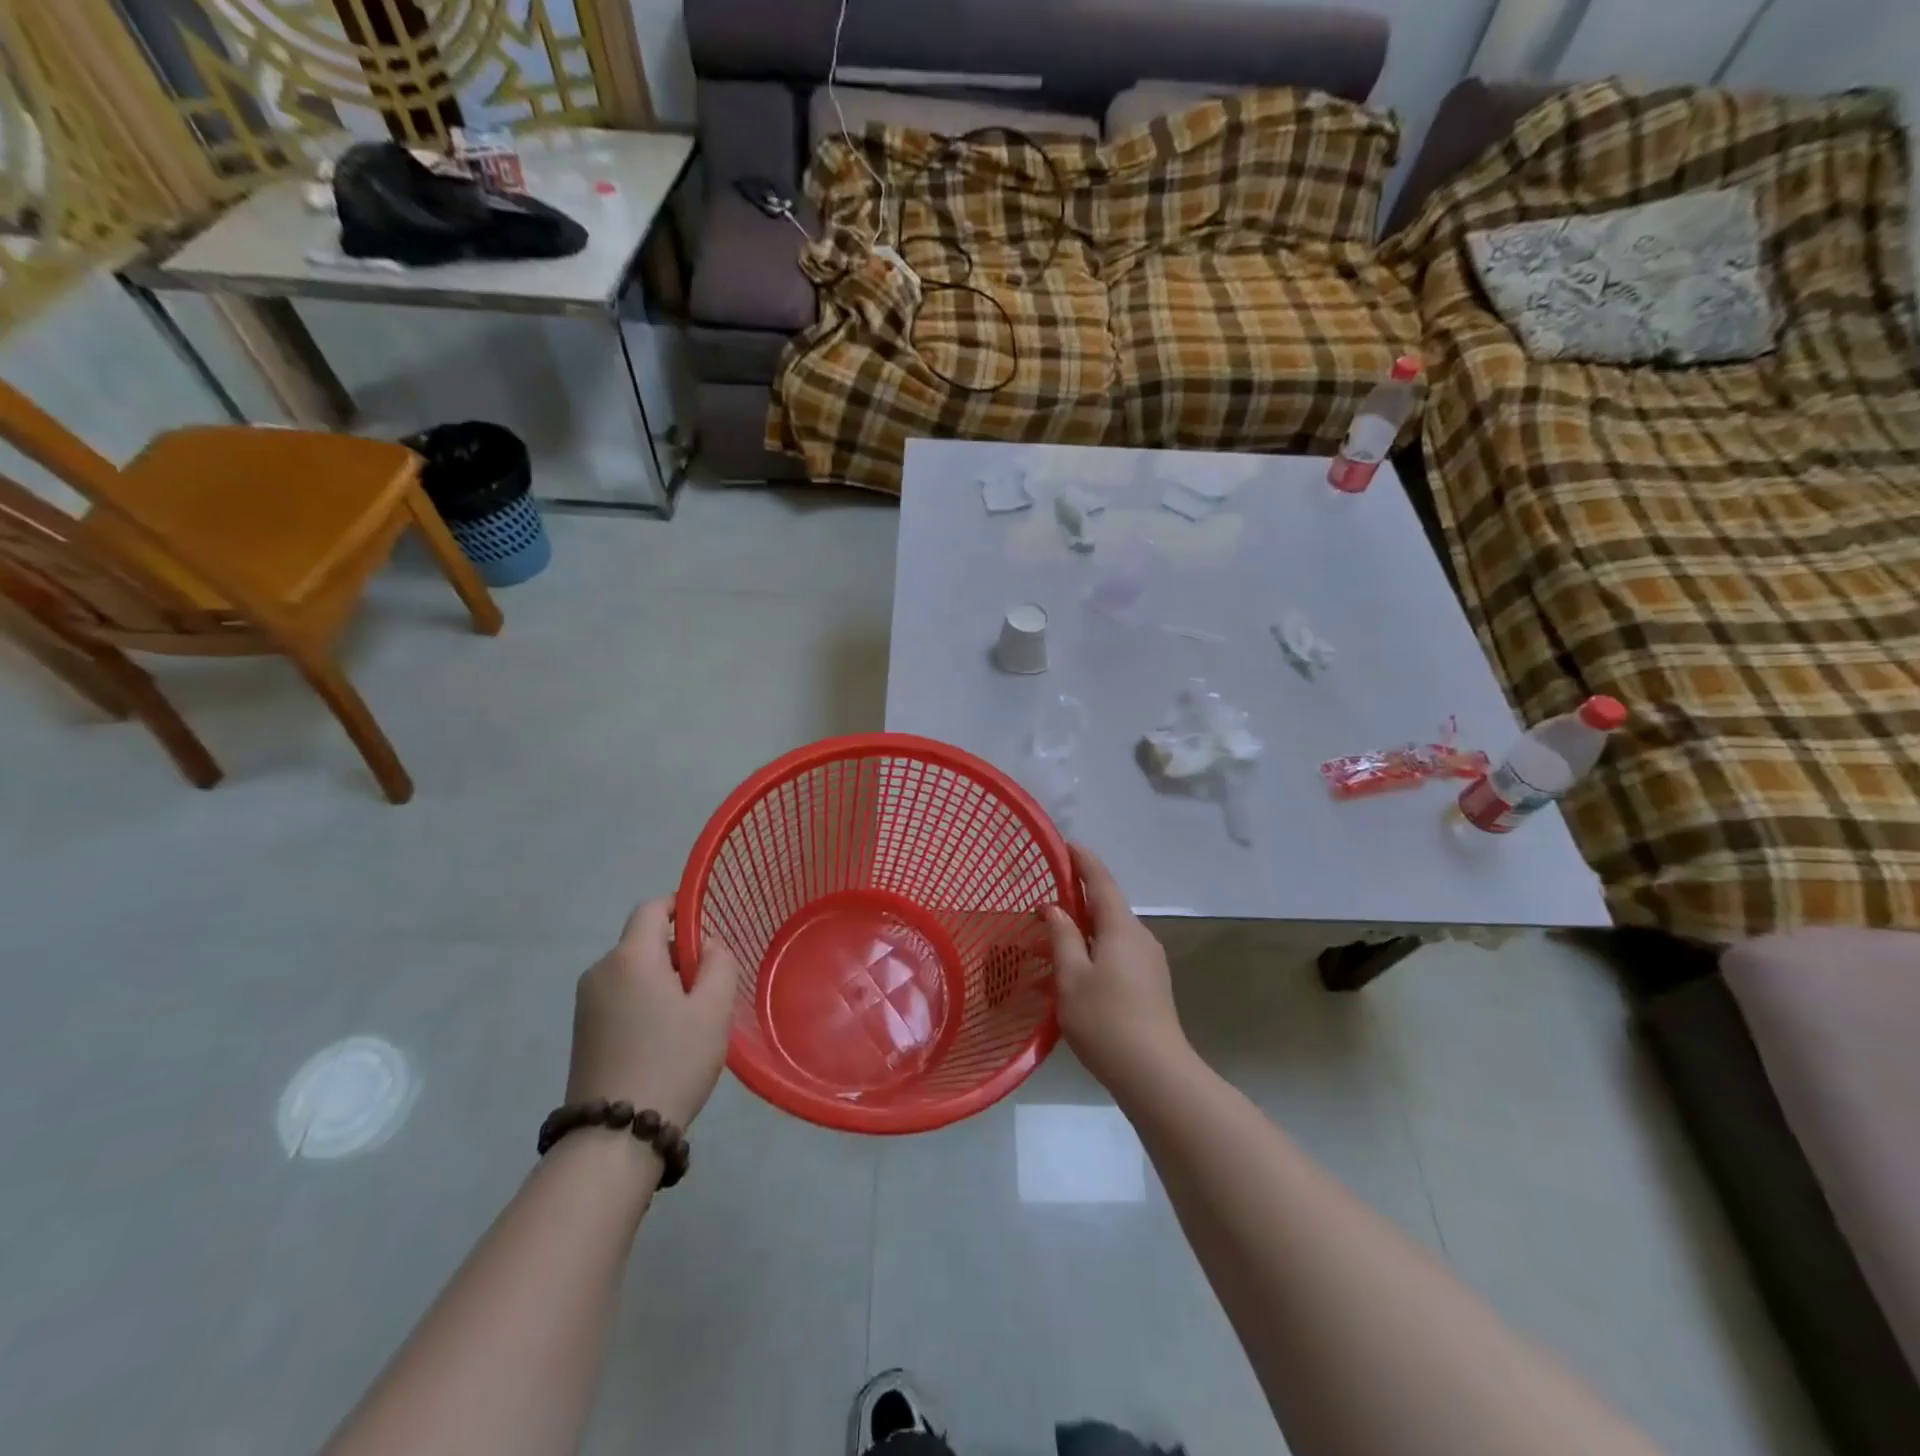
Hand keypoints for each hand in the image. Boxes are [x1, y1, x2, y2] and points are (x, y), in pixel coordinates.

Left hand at [566, 899, 740, 1128]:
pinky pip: (620, 997)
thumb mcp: (713, 1009)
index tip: (706, 930)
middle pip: (644, 942)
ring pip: (633, 972)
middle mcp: (600, 971)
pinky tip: (662, 1040)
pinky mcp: (583, 1032)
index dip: (679, 907)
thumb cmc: (672, 1061)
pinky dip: (644, 1003)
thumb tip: (707, 944)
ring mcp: (586, 1004)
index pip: (652, 908)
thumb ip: (719, 963)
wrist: (614, 1136)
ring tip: (688, 1022)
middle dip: (677, 955)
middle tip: (707, 990)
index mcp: (630, 957)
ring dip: (662, 982)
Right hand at [1043, 844, 1189, 1092]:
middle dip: (1074, 904)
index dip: (1083, 861)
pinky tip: (1066, 982)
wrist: (1155, 1074)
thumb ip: (1062, 937)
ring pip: (1108, 937)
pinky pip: (1115, 959)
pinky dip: (1089, 959)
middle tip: (1040, 906)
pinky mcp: (1150, 986)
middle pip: (1105, 909)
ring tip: (1043, 951)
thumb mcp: (1071, 977)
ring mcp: (1148, 963)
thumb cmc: (1106, 1020)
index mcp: (1121, 927)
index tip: (1065, 845)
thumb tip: (1055, 908)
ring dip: (1078, 937)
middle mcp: (1139, 937)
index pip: (1101, 881)